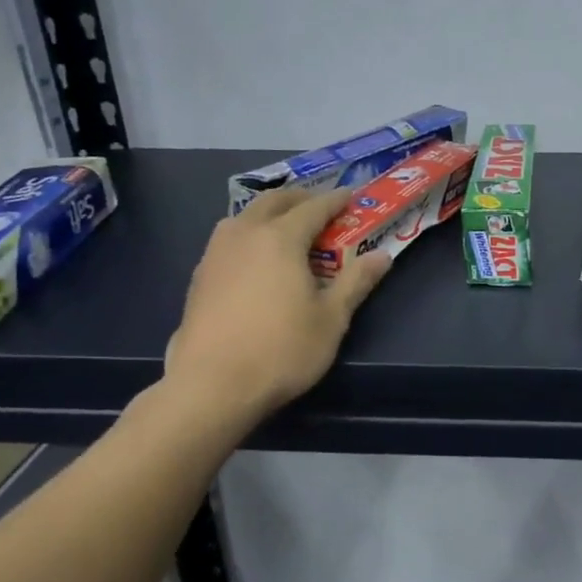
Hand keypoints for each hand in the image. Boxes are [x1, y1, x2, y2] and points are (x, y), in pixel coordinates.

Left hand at [162, 187, 392, 417]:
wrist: (211, 384)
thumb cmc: (281, 349)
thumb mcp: (331, 319)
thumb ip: (356, 282)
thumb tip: (382, 256)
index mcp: (280, 238)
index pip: (314, 207)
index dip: (336, 200)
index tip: (351, 196)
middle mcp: (245, 234)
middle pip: (274, 201)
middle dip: (301, 199)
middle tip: (321, 208)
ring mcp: (216, 253)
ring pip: (245, 216)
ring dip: (270, 213)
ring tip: (287, 229)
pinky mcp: (199, 275)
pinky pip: (230, 239)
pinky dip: (250, 235)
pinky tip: (256, 260)